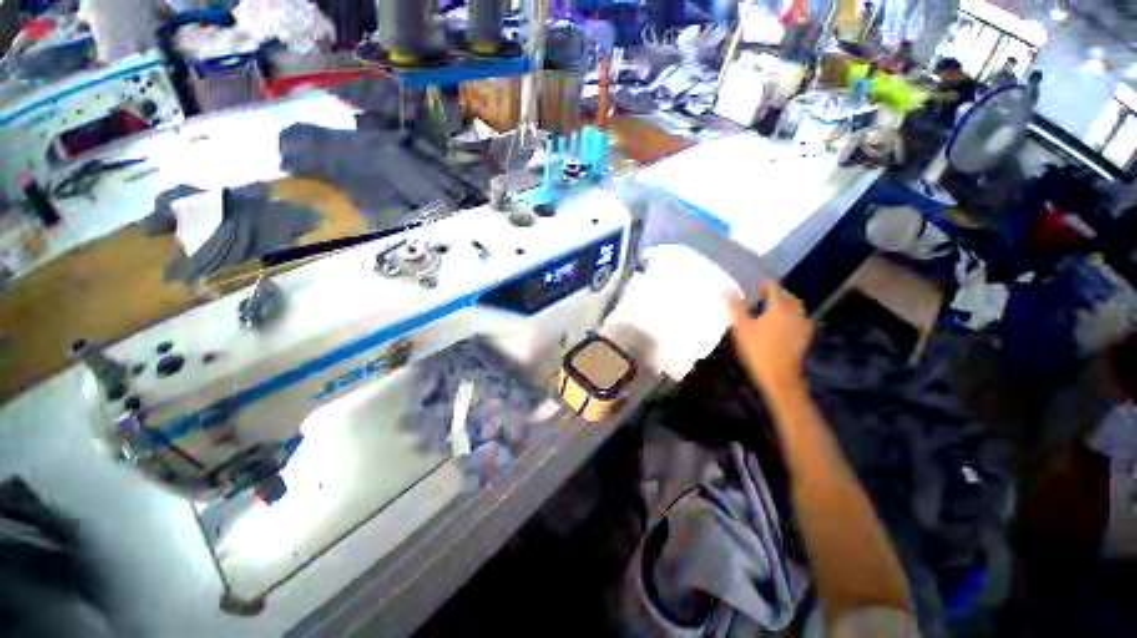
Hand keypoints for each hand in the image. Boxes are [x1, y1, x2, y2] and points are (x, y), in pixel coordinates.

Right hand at [726, 280, 814, 394]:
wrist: (779, 376)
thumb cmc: (757, 350)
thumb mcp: (741, 328)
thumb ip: (735, 307)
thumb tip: (726, 290)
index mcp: (779, 307)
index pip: (774, 287)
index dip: (764, 284)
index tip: (755, 285)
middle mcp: (794, 312)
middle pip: (787, 295)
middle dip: (775, 292)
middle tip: (761, 296)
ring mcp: (802, 324)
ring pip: (796, 306)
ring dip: (785, 303)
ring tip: (772, 307)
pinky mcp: (805, 336)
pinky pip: (801, 318)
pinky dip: (792, 315)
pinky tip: (784, 322)